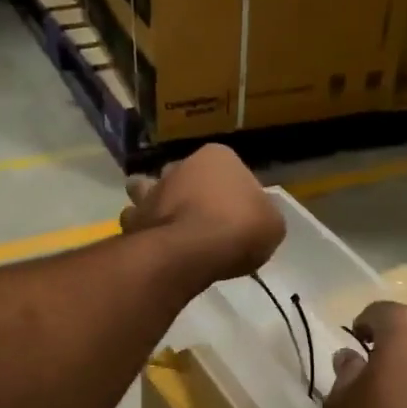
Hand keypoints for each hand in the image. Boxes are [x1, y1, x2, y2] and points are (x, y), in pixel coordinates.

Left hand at [122, 145, 283, 282]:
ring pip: (151, 191)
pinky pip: (137, 222)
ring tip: (169, 227)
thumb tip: (255, 219)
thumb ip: (263, 216)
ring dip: (157, 204)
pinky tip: (155, 245)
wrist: (192, 251)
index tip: (239, 216)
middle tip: (204, 221)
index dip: (235, 193)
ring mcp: (152, 191)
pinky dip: (143, 230)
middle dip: (190, 192)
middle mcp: (180, 165)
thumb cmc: (239, 228)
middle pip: (186, 176)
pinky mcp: (134, 219)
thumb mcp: (272, 224)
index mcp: (218, 157)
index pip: (230, 170)